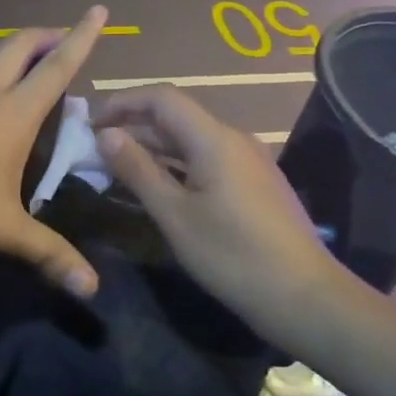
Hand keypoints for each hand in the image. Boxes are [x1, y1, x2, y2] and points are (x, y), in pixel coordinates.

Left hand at [0, 8, 108, 297]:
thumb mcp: (3, 229)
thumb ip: (48, 254)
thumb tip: (92, 290)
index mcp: (13, 113)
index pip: (57, 67)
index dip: (81, 38)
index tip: (97, 10)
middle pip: (17, 47)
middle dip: (42, 36)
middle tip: (57, 35)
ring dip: (3, 60)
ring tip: (13, 73)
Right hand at [92, 86, 337, 335]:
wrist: (305, 298)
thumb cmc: (232, 255)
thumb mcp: (174, 214)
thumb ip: (137, 169)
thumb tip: (106, 135)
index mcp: (214, 138)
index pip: (162, 98)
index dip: (123, 103)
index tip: (90, 124)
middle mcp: (233, 139)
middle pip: (175, 116)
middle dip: (132, 126)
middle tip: (94, 147)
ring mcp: (247, 162)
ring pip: (189, 140)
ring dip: (151, 147)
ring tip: (114, 166)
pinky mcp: (252, 184)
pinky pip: (204, 160)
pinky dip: (174, 165)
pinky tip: (153, 186)